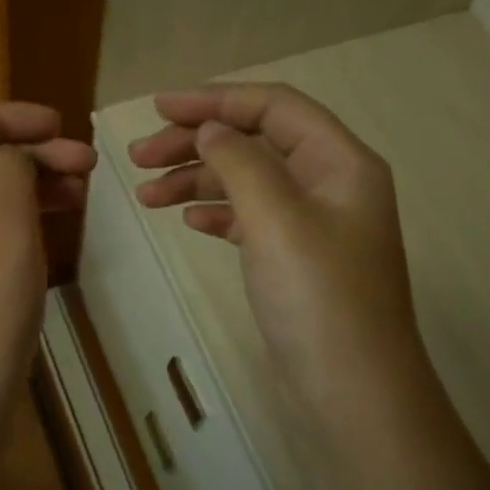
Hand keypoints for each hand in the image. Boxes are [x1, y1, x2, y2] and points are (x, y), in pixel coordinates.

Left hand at [0, 104, 96, 438]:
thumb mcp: (3, 226)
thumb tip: (13, 155)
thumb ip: (10, 171)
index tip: (60, 126)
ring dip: (29, 185)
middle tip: (87, 164)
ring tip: (81, 191)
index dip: (7, 117)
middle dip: (28, 152)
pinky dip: (20, 220)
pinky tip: (54, 226)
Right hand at [128, 83, 424, 423]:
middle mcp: (329, 183)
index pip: (274, 107)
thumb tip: (210, 128)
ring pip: (246, 181)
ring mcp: (312, 223)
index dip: (214, 100)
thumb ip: (240, 162)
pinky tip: (187, 220)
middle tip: (138, 158)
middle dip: (196, 143)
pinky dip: (216, 212)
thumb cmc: (317, 297)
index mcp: (339, 162)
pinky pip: (249, 217)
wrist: (352, 389)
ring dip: (196, 180)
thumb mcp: (276, 219)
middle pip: (255, 142)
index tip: (158, 108)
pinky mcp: (295, 258)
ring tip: (145, 196)